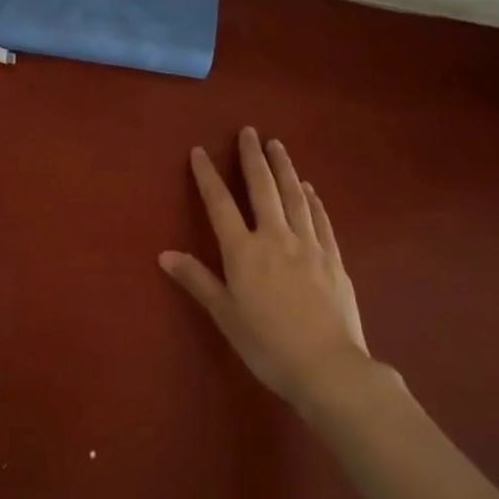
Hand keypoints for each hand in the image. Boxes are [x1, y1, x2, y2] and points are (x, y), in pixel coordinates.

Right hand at [161, 128, 373, 407]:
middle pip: (262, 188)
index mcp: (243, 251)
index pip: (220, 204)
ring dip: (284, 168)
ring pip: (294, 196)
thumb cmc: (267, 345)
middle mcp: (275, 238)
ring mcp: (309, 245)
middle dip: (252, 158)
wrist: (328, 367)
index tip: (200, 151)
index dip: (208, 176)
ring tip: (278, 145)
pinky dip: (313, 200)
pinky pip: (320, 220)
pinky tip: (309, 189)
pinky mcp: (333, 258)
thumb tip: (164, 254)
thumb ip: (197, 280)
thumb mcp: (225, 315)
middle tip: (249, 131)